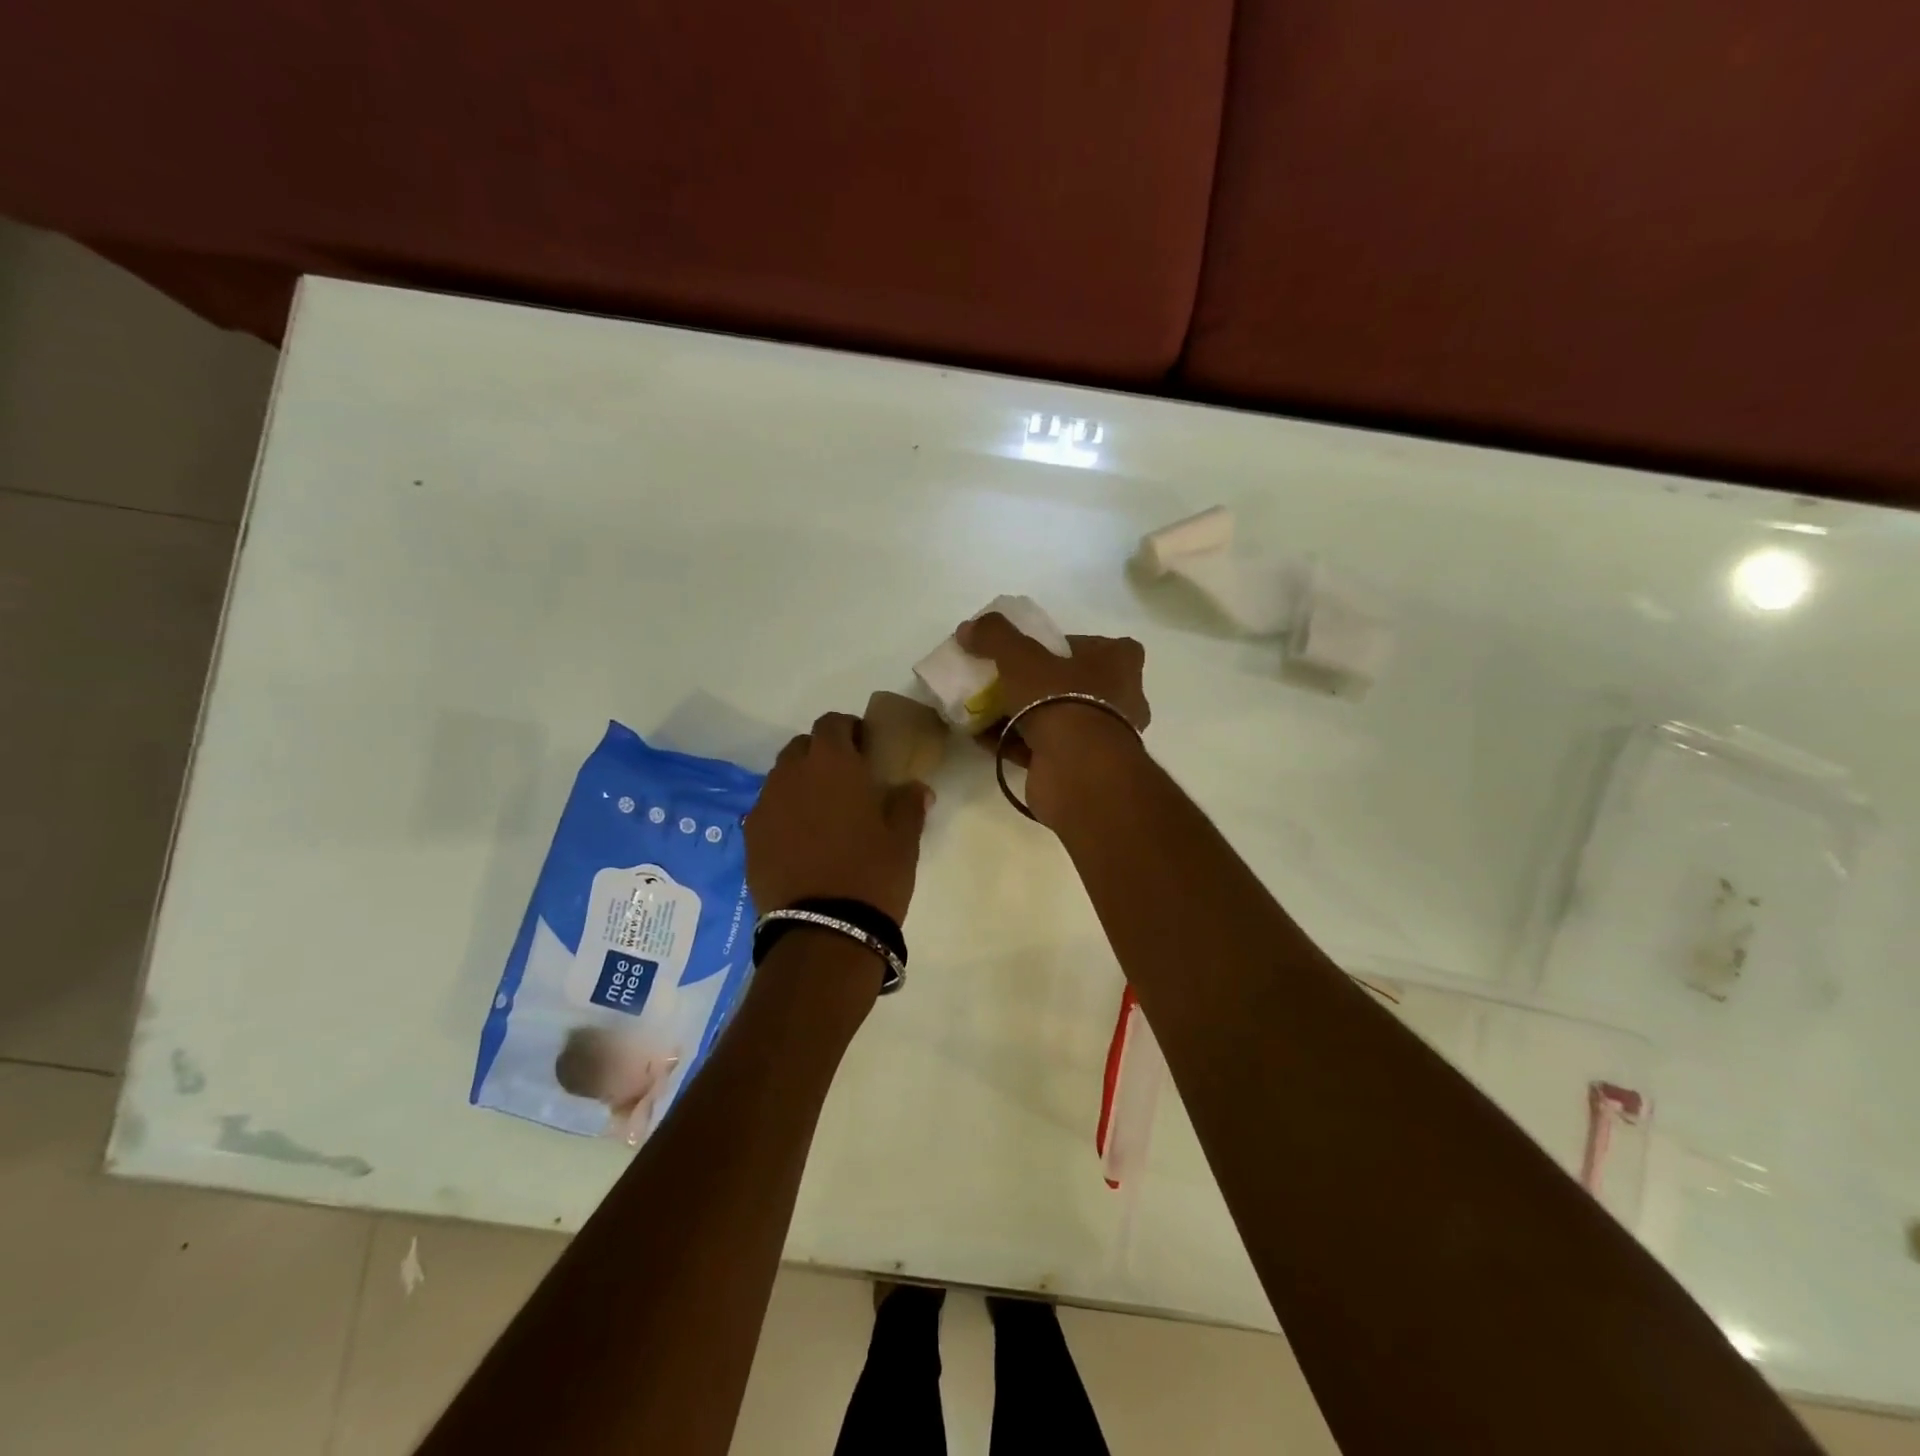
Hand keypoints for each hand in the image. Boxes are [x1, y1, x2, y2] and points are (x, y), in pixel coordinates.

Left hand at [746, 711, 931, 923]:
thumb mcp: (904, 839)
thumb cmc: (872, 874)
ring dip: (801, 784)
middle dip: (822, 755)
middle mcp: (791, 774)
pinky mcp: (750, 837)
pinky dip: (785, 814)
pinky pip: (768, 810)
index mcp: (832, 763)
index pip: (832, 723)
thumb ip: (909, 803)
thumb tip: (916, 788)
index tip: (866, 749)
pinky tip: (802, 840)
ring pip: (782, 778)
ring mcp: (765, 805)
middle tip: (846, 781)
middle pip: (802, 747)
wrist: (823, 930)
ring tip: (823, 814)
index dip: (849, 730)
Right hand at [956, 613, 1150, 824]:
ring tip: (984, 709)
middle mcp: (1121, 700)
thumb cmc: (1061, 700)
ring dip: (1021, 716)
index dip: (1070, 646)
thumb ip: (995, 637)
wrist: (1076, 771)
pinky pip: (1043, 748)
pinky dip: (1015, 743)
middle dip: (1039, 684)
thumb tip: (967, 628)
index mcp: (1120, 665)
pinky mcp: (1080, 768)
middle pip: (1075, 684)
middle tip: (1005, 680)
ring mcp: (1102, 739)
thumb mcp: (1021, 658)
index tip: (1037, 650)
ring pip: (1058, 719)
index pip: (1102, 646)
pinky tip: (983, 738)